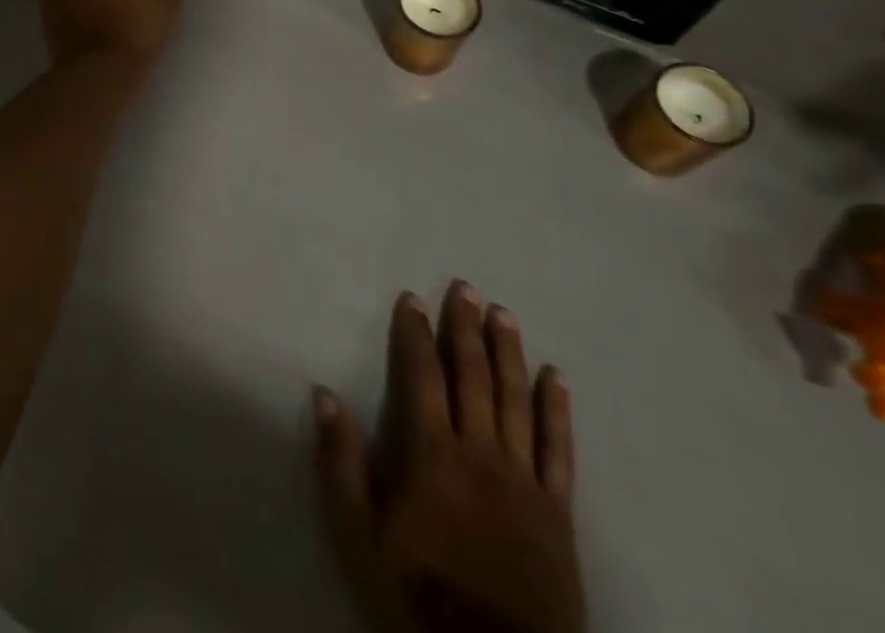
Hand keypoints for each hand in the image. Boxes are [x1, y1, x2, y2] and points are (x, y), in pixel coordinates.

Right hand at [313, 284, 583, 632]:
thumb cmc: (418, 596)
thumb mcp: (359, 534)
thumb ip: (341, 461)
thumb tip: (324, 392)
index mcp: (431, 453)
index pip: (422, 375)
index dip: (416, 333)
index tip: (413, 298)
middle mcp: (480, 452)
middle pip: (473, 376)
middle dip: (466, 328)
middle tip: (465, 287)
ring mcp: (524, 480)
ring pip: (517, 400)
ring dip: (509, 352)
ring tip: (504, 313)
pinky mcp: (558, 512)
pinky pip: (560, 450)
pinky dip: (557, 410)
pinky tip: (556, 378)